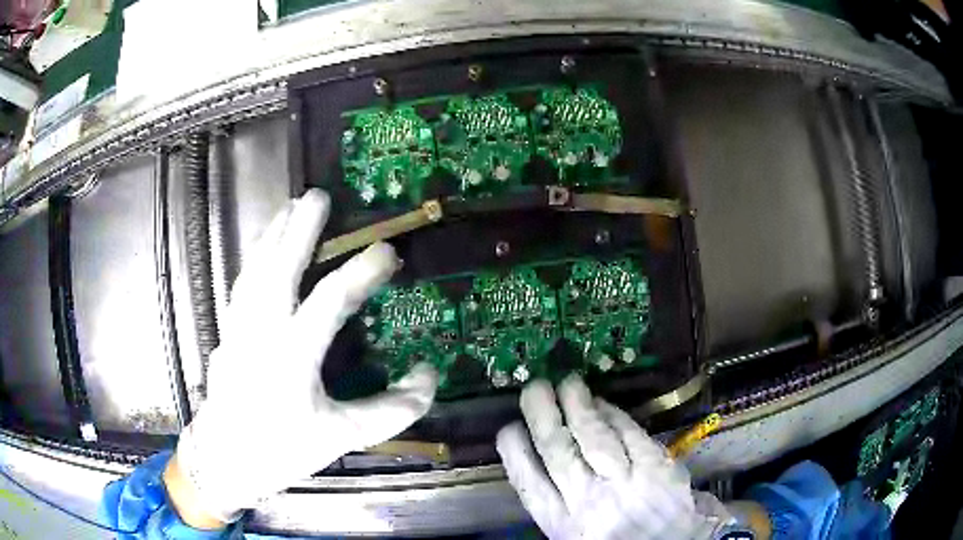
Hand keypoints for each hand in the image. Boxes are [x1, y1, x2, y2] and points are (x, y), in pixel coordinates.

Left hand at [166, 190, 438, 524]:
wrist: (226, 459)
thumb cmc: (284, 450)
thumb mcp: (342, 436)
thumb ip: (391, 409)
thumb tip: (428, 374)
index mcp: (291, 355)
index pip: (331, 300)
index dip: (362, 272)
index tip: (388, 252)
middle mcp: (261, 331)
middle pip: (280, 268)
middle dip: (300, 229)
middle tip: (319, 196)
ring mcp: (238, 328)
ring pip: (254, 269)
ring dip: (271, 235)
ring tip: (288, 206)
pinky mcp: (227, 332)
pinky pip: (241, 283)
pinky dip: (253, 258)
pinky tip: (261, 248)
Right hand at [497, 376, 732, 539]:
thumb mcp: (580, 538)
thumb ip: (561, 509)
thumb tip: (539, 468)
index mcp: (566, 528)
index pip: (530, 485)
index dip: (516, 453)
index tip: (508, 430)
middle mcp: (591, 503)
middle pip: (558, 451)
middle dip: (542, 416)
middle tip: (533, 390)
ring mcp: (626, 482)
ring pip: (593, 436)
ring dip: (577, 406)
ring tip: (566, 384)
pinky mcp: (656, 467)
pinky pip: (629, 432)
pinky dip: (613, 414)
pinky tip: (603, 402)